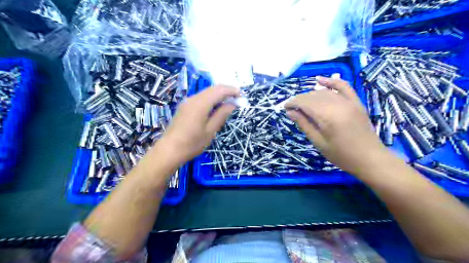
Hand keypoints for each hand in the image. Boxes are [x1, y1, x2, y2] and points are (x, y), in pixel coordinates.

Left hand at [159, 85, 238, 163]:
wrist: (169, 150)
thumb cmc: (192, 143)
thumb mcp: (210, 130)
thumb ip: (221, 115)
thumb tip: (232, 104)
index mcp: (200, 104)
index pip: (219, 90)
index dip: (231, 90)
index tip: (241, 95)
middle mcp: (193, 99)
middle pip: (212, 89)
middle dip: (226, 91)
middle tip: (237, 98)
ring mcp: (187, 102)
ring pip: (206, 93)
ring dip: (218, 95)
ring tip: (229, 102)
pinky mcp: (185, 107)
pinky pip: (201, 98)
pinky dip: (211, 99)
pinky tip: (215, 107)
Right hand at [286, 76, 388, 174]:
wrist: (370, 158)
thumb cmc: (341, 155)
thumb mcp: (318, 142)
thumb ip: (304, 124)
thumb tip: (290, 112)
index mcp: (327, 116)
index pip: (305, 103)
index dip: (293, 103)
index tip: (285, 107)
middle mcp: (337, 104)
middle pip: (313, 96)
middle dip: (300, 99)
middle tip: (292, 108)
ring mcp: (348, 101)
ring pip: (324, 92)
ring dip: (311, 95)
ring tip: (303, 102)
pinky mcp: (356, 102)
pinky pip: (343, 86)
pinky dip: (331, 82)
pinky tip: (320, 80)